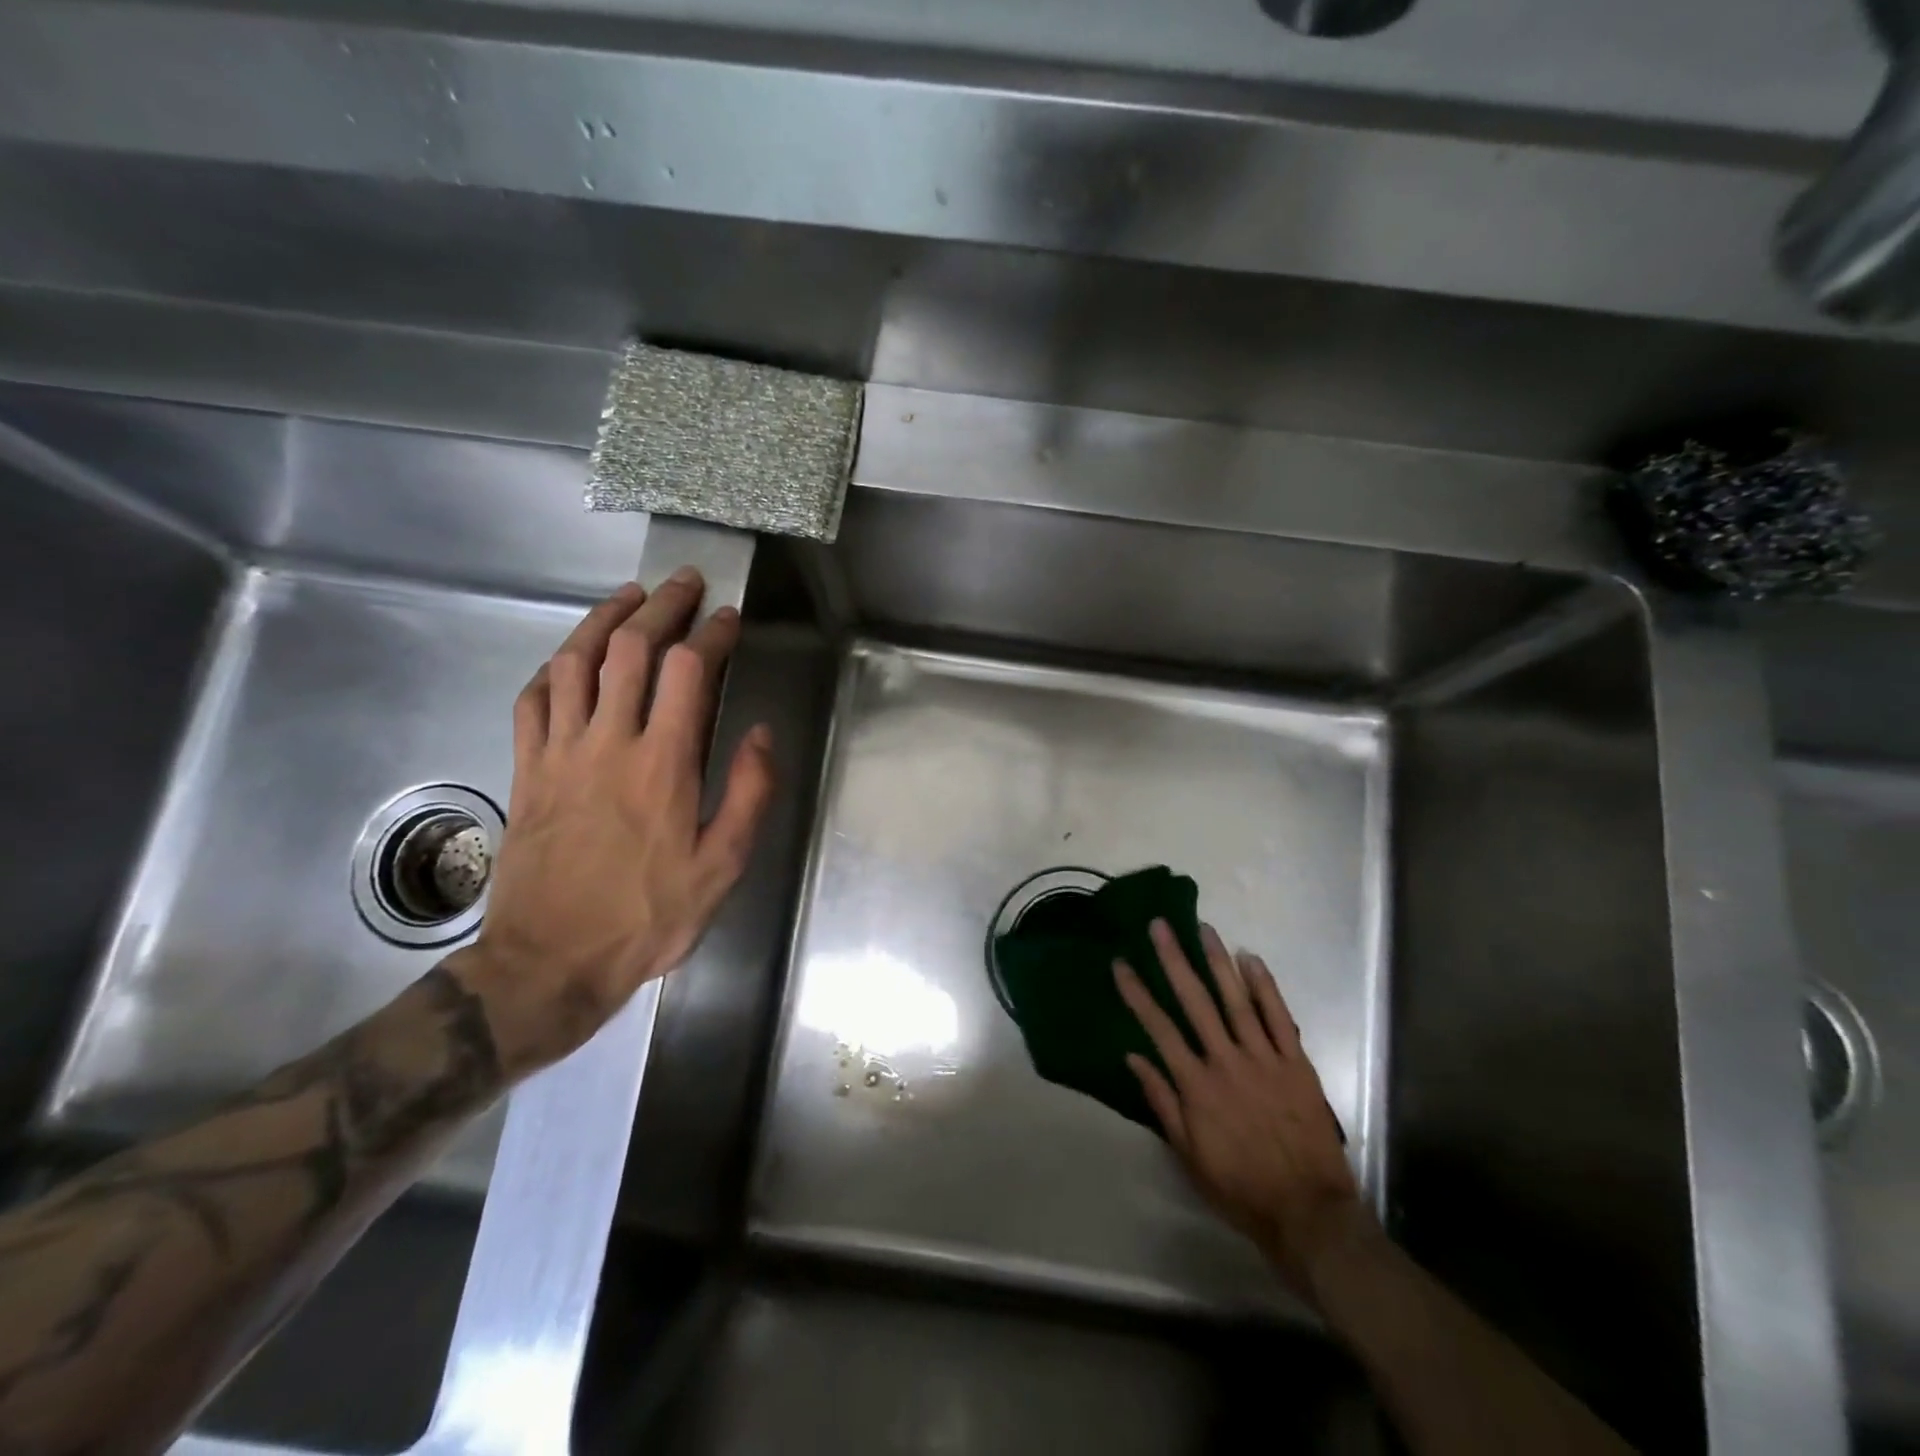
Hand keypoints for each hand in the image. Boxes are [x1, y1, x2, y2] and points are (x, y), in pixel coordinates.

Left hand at [456, 569, 775, 1076]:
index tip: (730, 617)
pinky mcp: (526, 770)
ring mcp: (559, 753)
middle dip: (661, 606)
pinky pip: (532, 701)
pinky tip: (568, 658)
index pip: (688, 672)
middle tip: (684, 583)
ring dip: (603, 620)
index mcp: (663, 764)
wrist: (550, 961)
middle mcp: (608, 743)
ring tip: (628, 596)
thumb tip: (760, 733)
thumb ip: (748, 795)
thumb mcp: (722, 866)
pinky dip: (552, 668)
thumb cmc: (648, 915)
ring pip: (573, 662)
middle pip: (629, 649)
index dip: (712, 634)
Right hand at [1115, 920, 1368, 1297]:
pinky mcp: (1296, 1064)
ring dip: (1218, 962)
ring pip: (1236, 1000)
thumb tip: (1133, 1057)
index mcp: (1196, 1085)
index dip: (1137, 993)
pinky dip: (1265, 986)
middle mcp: (1226, 1061)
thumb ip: (1161, 1101)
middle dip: (1174, 960)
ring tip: (1204, 929)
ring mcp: (1264, 1059)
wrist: (1308, 1213)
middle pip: (1194, 1001)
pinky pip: (1279, 1017)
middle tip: (1160, 925)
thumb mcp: (1188, 1154)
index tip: (1121, 963)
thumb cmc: (1240, 1187)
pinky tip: (1251, 959)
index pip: (1158, 1028)